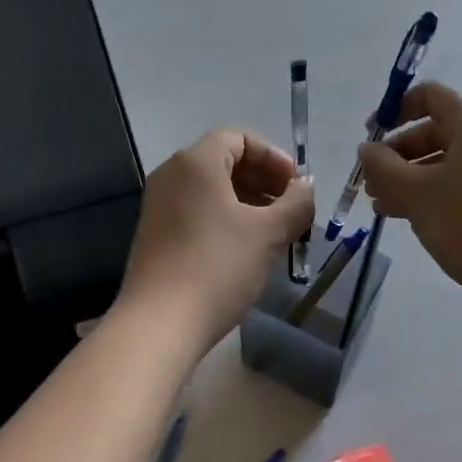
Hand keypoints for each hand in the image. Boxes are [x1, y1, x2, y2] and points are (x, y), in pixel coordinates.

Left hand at [117, 130, 314, 351]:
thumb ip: (295, 203)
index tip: (296, 186)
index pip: (239, 138)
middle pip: (224, 161)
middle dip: (262, 180)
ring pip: (210, 189)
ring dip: (247, 202)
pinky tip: (245, 249)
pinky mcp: (155, 234)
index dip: (273, 157)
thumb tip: (306, 187)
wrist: (160, 323)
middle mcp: (172, 174)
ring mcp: (159, 205)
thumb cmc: (218, 266)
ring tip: (274, 232)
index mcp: (196, 162)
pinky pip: (196, 211)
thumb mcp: (268, 233)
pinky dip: (224, 218)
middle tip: (290, 209)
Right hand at [358, 83, 461, 334]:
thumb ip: (384, 167)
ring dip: (407, 179)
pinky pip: (456, 189)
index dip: (397, 109)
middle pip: (434, 132)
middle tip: (370, 181)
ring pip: (442, 166)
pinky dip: (428, 196)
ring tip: (378, 204)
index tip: (371, 135)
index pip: (431, 97)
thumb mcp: (416, 192)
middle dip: (396, 154)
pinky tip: (402, 217)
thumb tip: (366, 149)